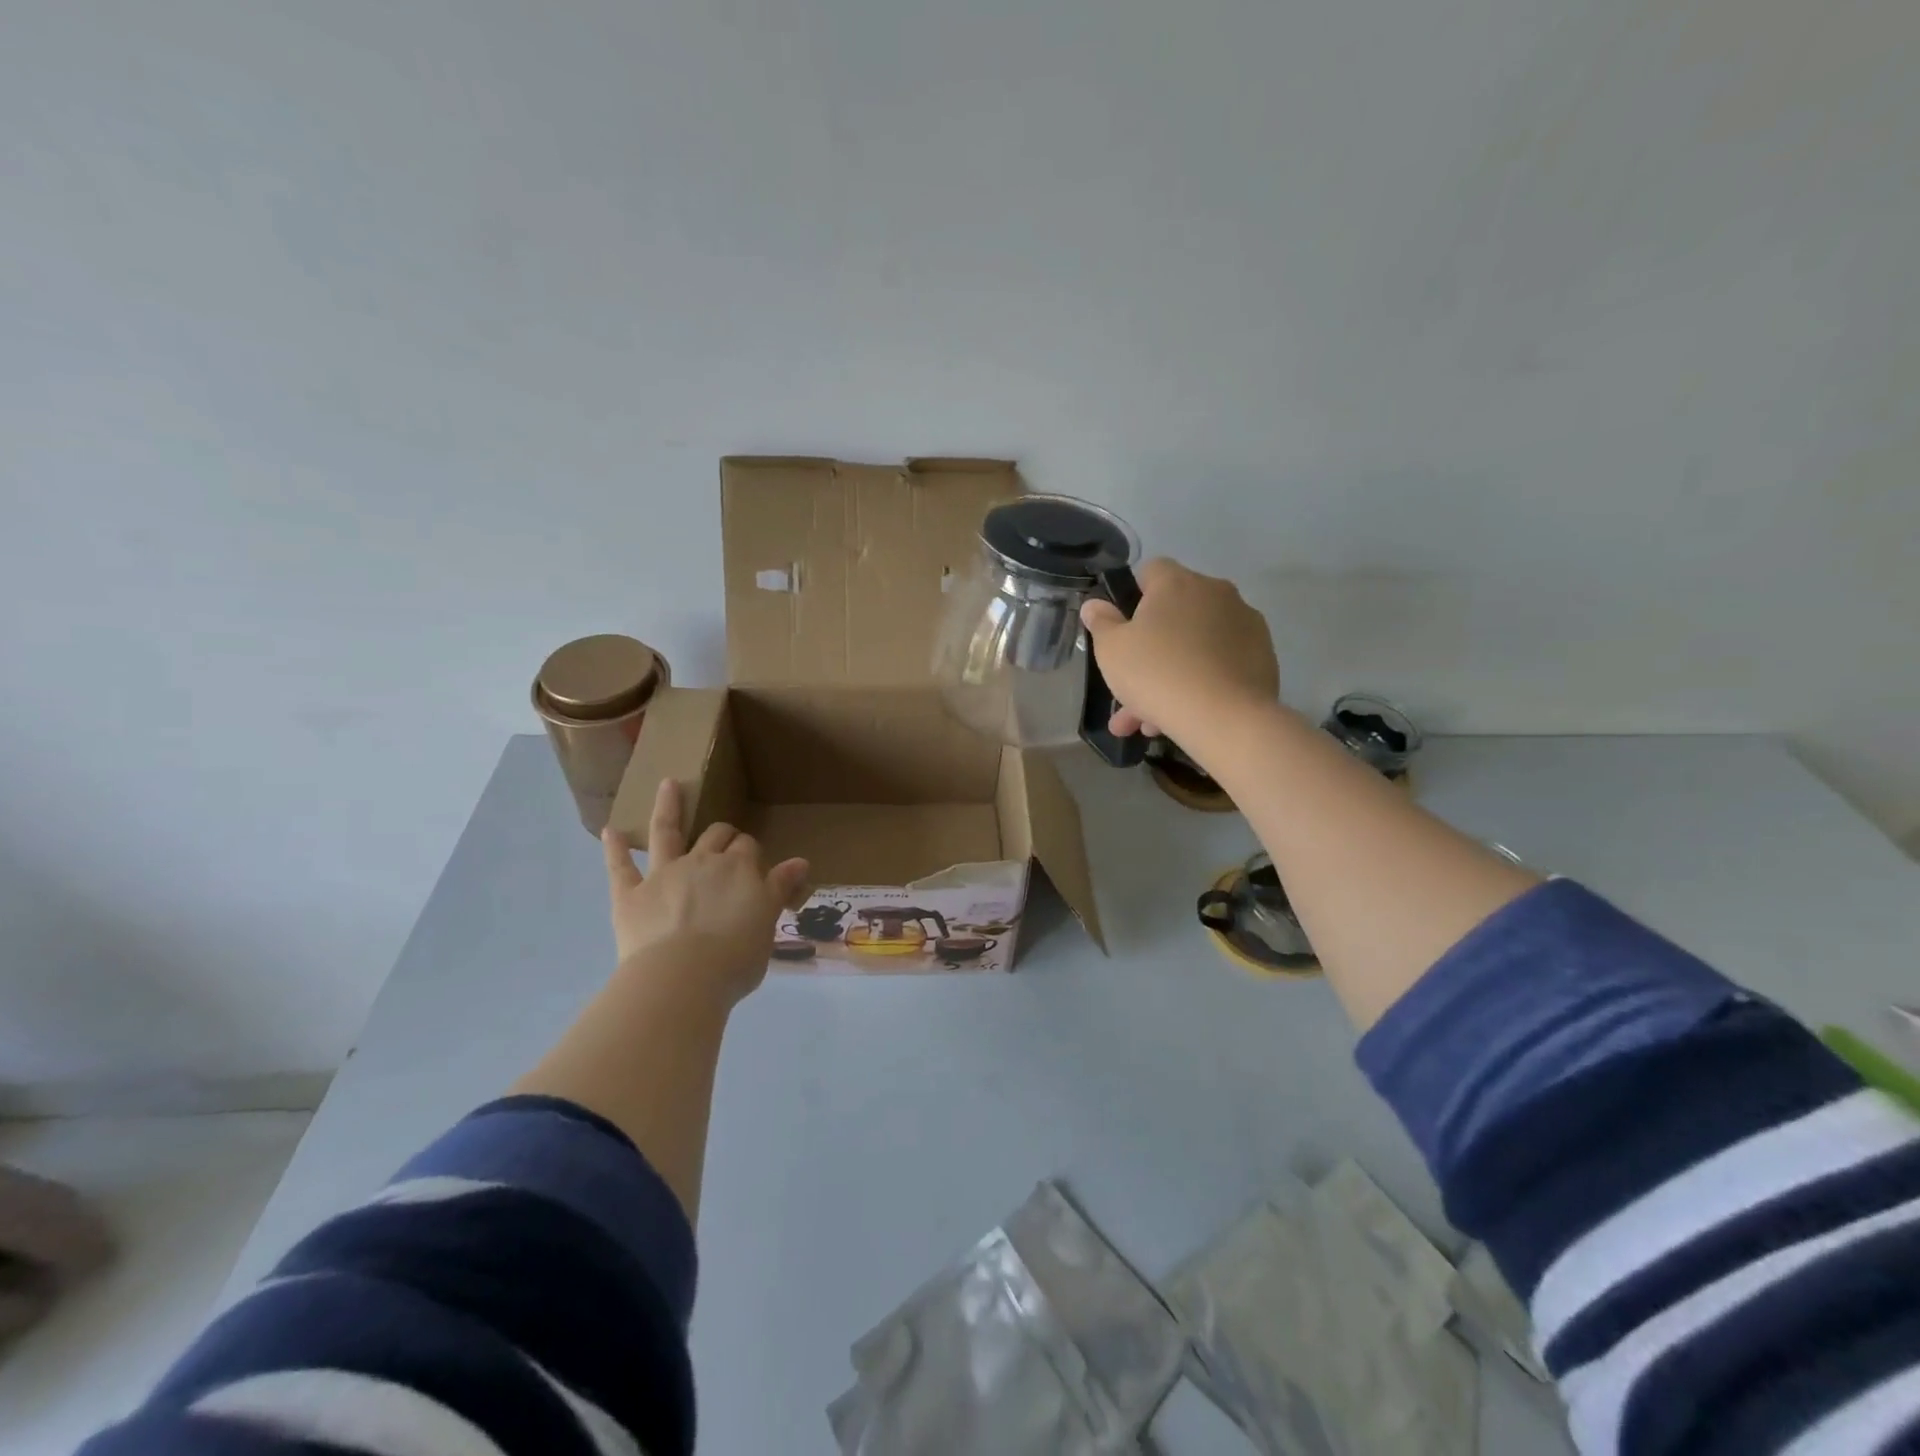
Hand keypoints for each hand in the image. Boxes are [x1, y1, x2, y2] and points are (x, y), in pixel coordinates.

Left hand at [600, 780, 809, 1005]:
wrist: (683, 979)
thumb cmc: (735, 958)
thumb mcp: (768, 922)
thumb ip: (779, 888)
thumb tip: (800, 861)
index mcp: (738, 869)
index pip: (748, 848)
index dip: (751, 853)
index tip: (755, 868)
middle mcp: (702, 862)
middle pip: (715, 836)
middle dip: (722, 834)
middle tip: (726, 842)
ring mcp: (663, 875)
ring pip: (667, 833)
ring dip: (668, 807)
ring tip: (668, 784)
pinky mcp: (630, 896)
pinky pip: (621, 868)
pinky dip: (615, 848)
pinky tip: (611, 830)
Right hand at [1080, 558, 1279, 744]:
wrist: (1225, 718)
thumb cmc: (1157, 674)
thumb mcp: (1111, 650)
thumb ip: (1101, 622)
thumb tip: (1095, 604)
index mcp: (1177, 583)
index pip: (1151, 570)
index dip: (1133, 597)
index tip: (1123, 630)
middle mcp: (1215, 592)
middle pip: (1174, 614)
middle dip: (1149, 650)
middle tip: (1129, 689)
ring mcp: (1244, 622)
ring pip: (1195, 646)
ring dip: (1171, 675)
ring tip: (1149, 723)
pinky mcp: (1263, 655)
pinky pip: (1220, 664)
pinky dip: (1201, 683)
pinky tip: (1182, 718)